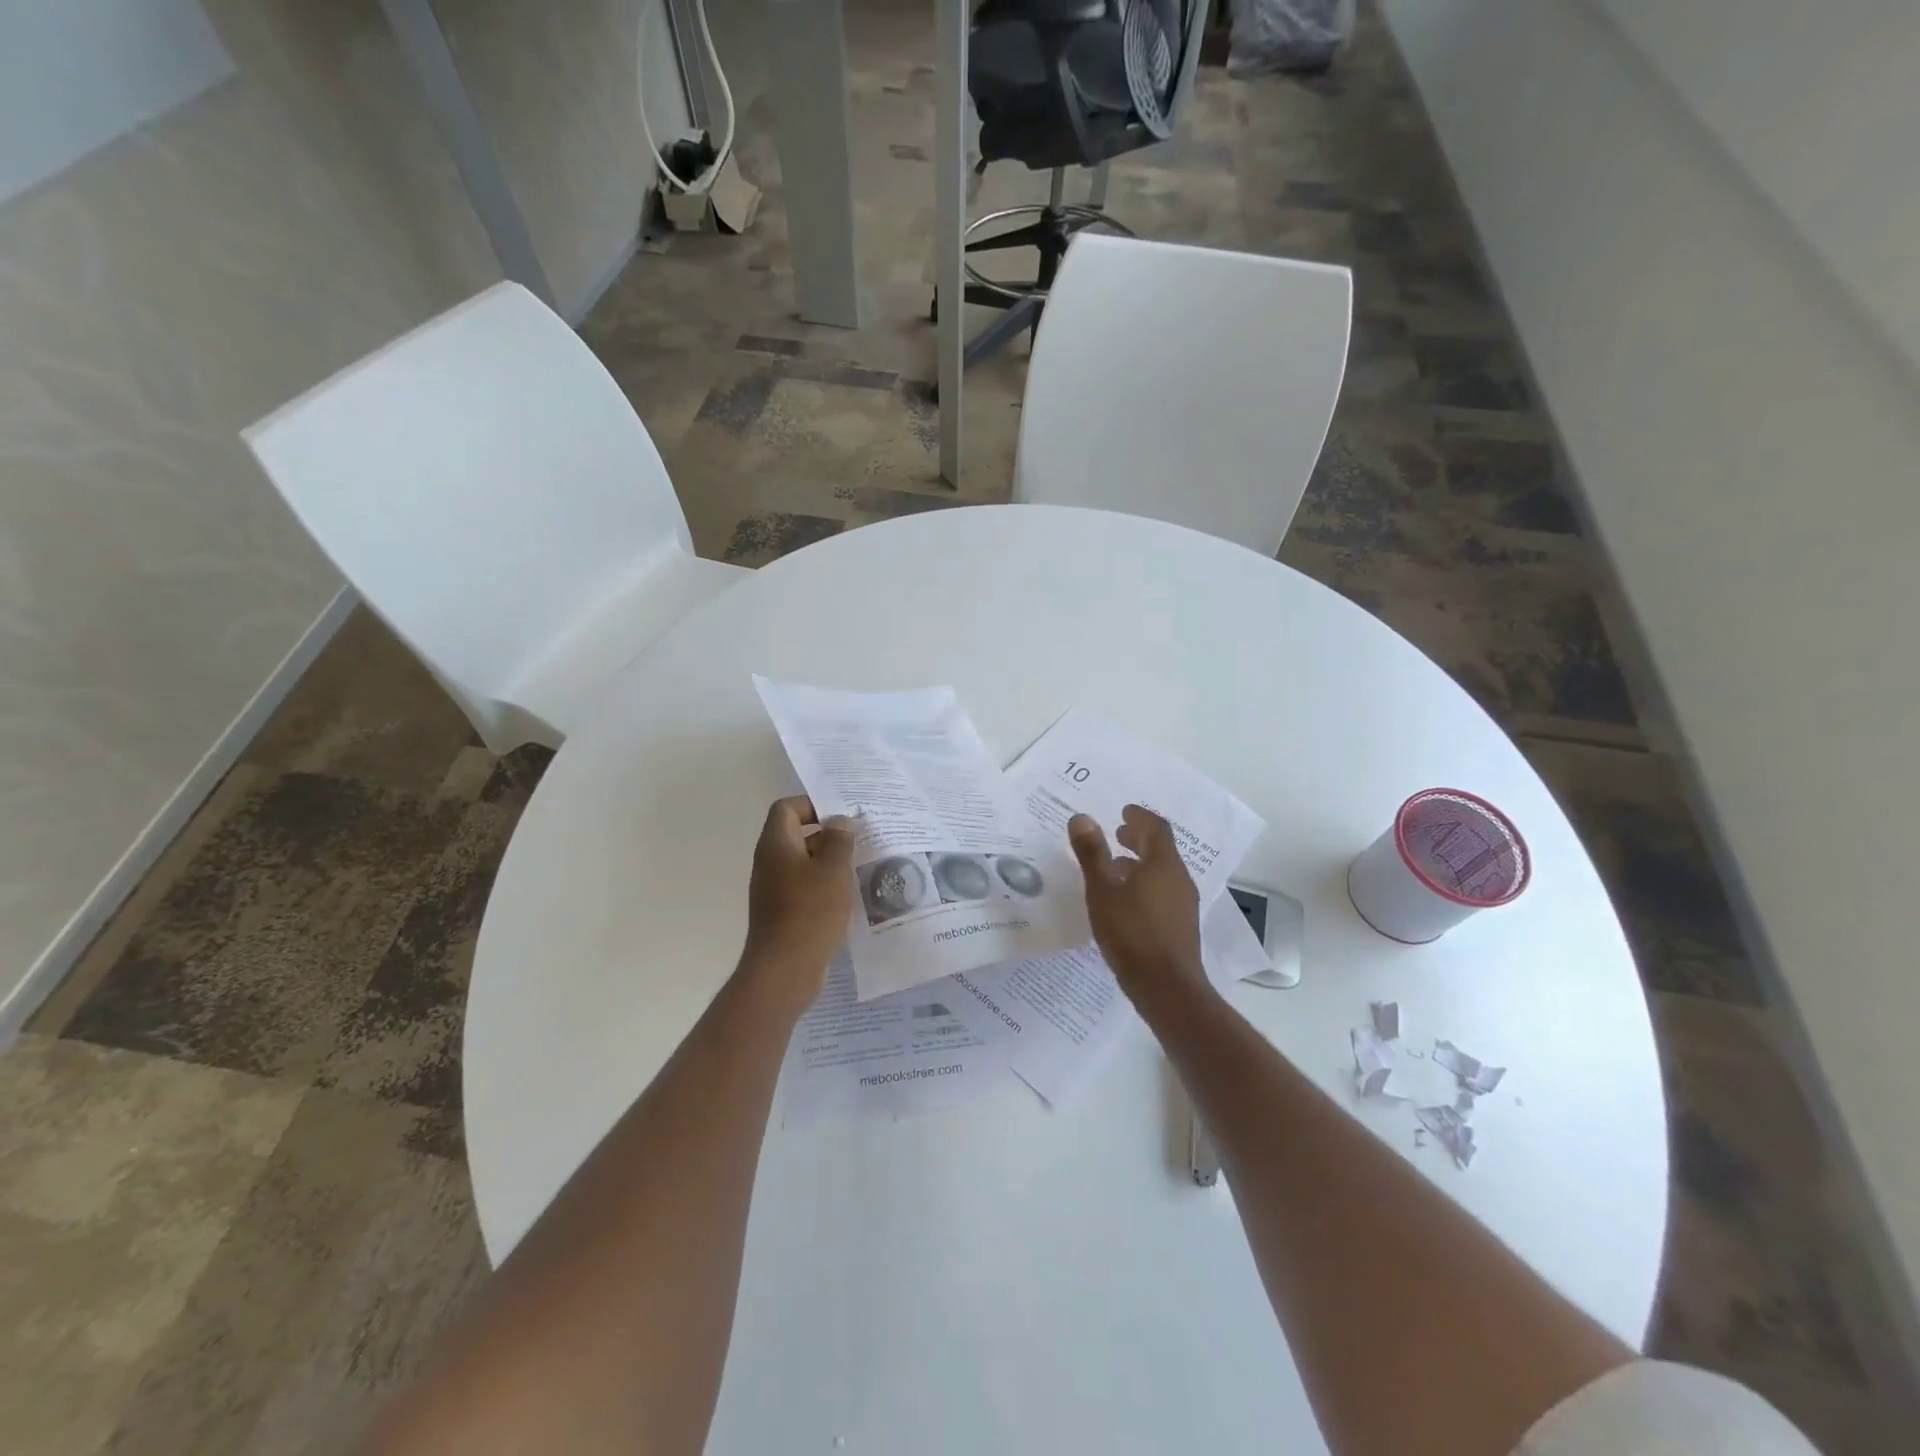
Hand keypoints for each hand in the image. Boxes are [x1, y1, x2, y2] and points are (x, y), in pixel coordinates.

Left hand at [743, 797, 856, 1000]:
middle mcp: (769, 862)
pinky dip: (824, 884)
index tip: (842, 816)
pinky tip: (847, 895)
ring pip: (802, 862)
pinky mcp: (782, 911)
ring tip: (859, 866)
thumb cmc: (809, 911)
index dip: (813, 805)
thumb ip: (839, 839)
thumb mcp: (833, 870)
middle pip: (796, 834)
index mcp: (776, 844)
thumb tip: (839, 822)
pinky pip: (803, 886)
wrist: (784, 969)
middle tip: (859, 839)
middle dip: (828, 834)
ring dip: (829, 861)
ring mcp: (773, 888)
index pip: (788, 808)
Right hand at [1069, 805, 1206, 1011]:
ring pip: (1162, 872)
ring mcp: (1183, 903)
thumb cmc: (1131, 933)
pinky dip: (1144, 883)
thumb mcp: (1102, 891)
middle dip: (1139, 838)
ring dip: (1140, 863)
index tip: (1123, 811)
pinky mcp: (1181, 925)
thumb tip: (1082, 818)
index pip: (1156, 828)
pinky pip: (1163, 891)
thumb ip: (1092, 853)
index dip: (1139, 816)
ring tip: (1115, 867)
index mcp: (1163, 864)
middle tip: (1117, 833)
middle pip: (1161, 849)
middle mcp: (1179, 878)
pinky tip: (1125, 900)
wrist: (1166, 987)